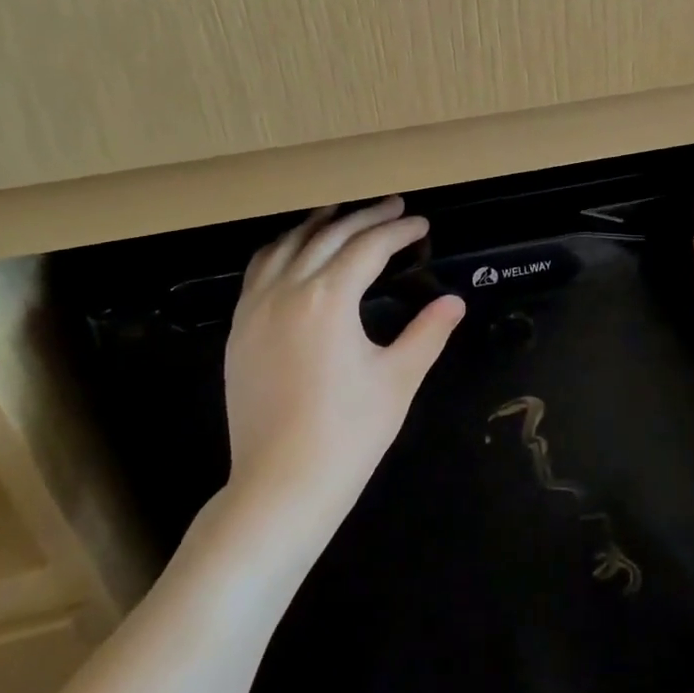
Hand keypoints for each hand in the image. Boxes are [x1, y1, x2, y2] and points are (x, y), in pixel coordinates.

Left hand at [220, 197, 464, 530]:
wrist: (282, 484)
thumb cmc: (349, 433)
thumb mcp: (398, 378)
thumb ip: (428, 332)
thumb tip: (454, 301)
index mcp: (328, 299)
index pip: (368, 247)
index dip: (398, 231)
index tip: (421, 225)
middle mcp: (287, 291)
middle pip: (328, 237)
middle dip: (364, 218)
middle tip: (393, 208)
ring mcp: (255, 309)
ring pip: (286, 246)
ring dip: (317, 225)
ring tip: (341, 213)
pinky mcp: (239, 330)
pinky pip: (258, 271)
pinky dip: (282, 250)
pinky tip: (294, 253)